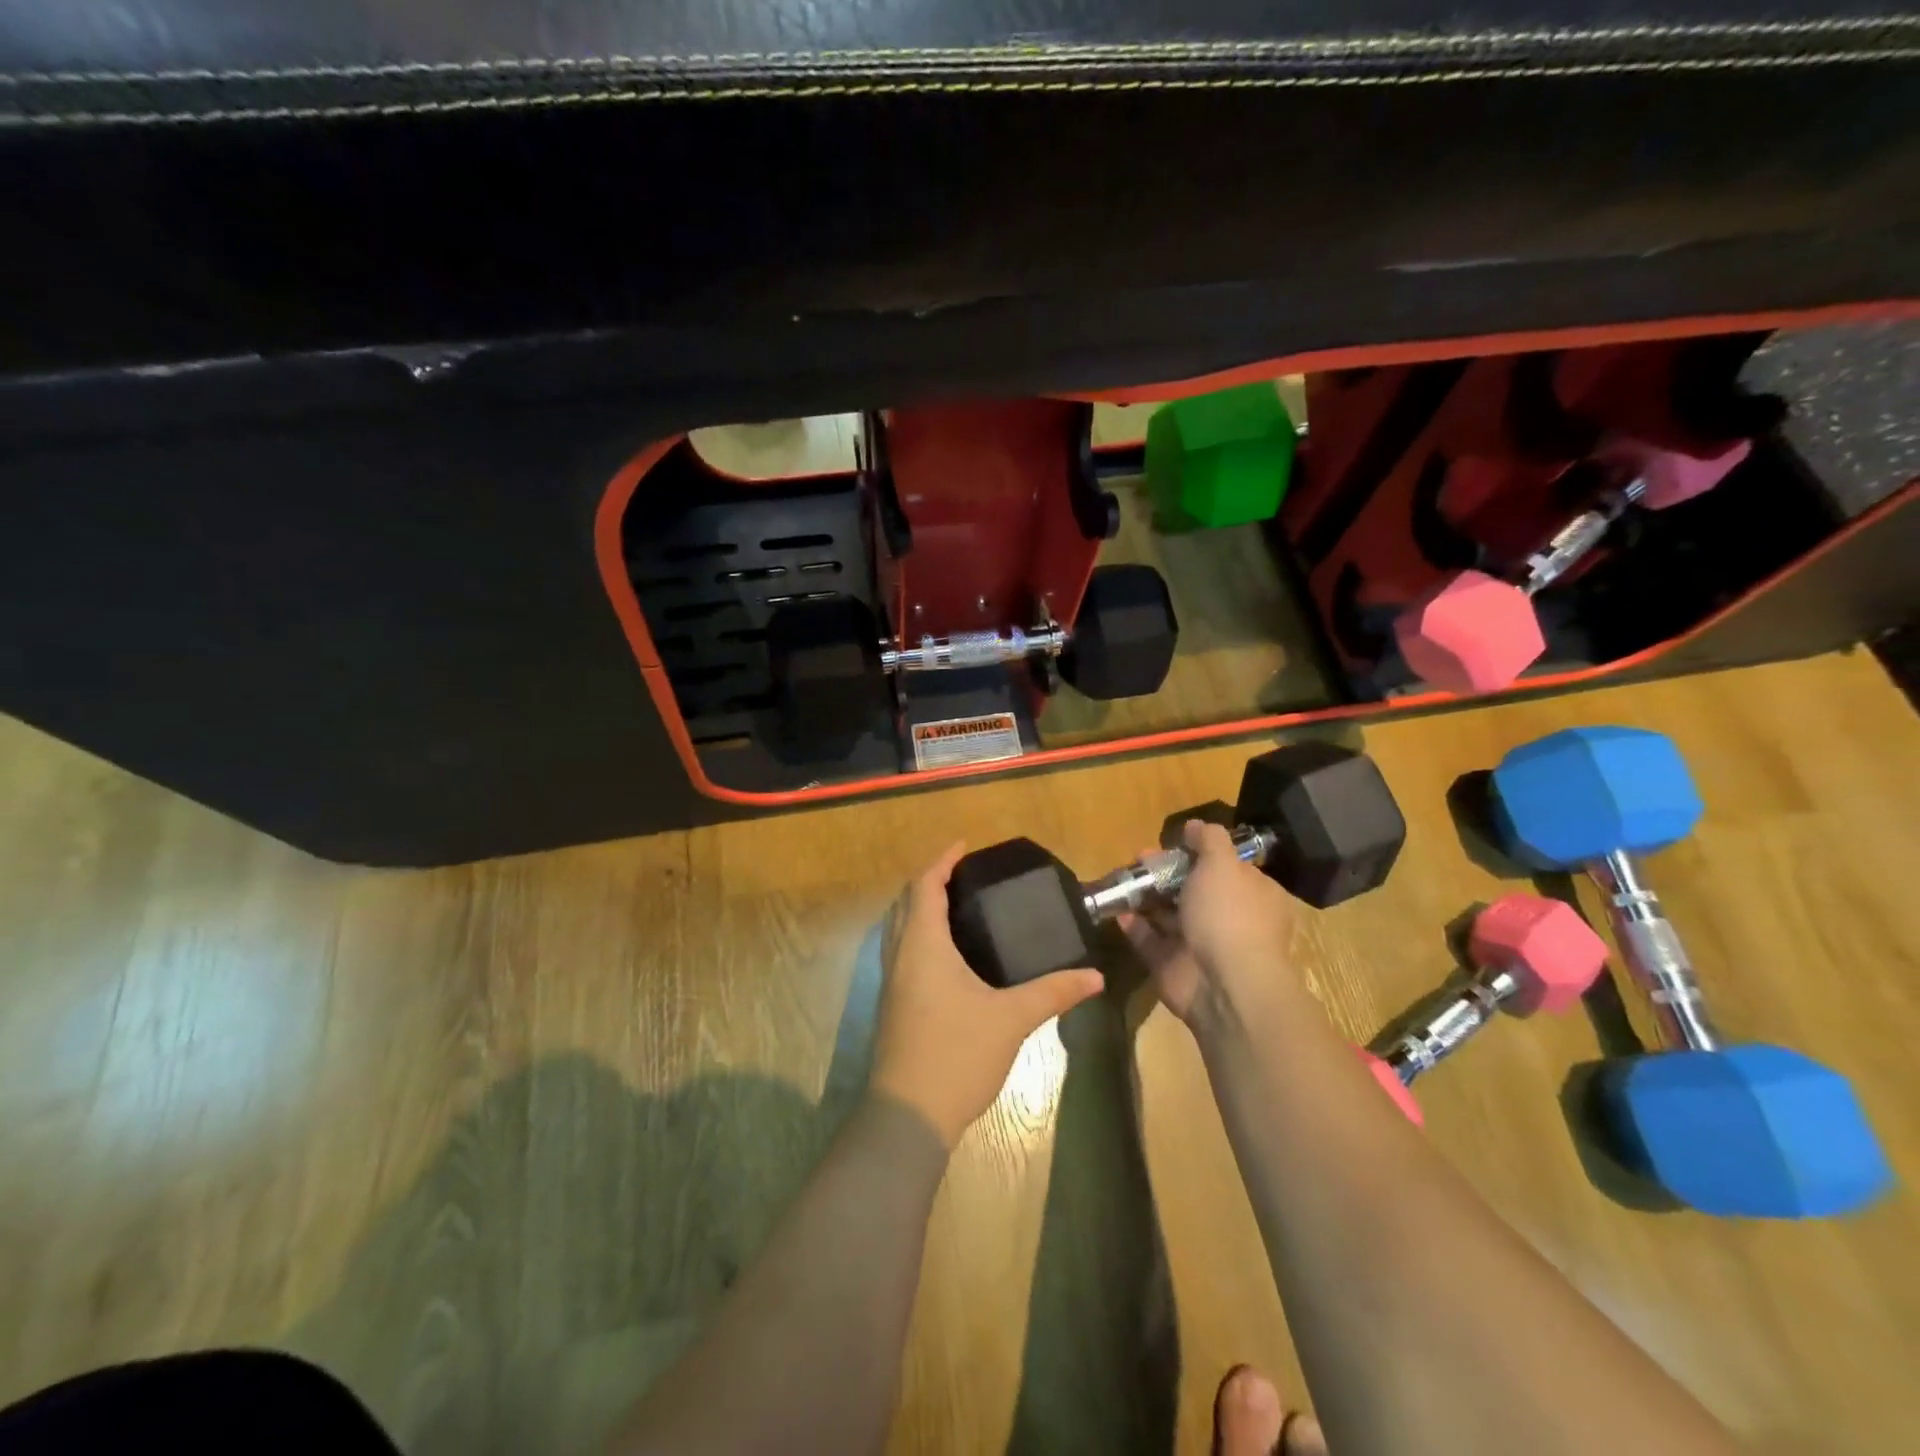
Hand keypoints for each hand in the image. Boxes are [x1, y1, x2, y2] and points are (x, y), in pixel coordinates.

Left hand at [871, 843, 1104, 1149]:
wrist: (907, 1115)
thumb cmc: (956, 1055)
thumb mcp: (1011, 1019)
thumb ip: (1053, 992)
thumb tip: (1095, 976)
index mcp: (923, 945)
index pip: (925, 886)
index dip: (943, 861)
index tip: (965, 846)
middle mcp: (900, 955)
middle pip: (907, 902)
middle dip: (932, 881)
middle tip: (967, 875)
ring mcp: (892, 982)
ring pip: (900, 928)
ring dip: (922, 908)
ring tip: (960, 906)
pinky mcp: (895, 1005)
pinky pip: (903, 951)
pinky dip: (921, 935)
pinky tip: (950, 954)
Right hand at [1123, 820, 1300, 1027]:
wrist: (1224, 984)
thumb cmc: (1229, 915)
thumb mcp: (1222, 864)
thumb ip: (1209, 840)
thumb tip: (1194, 826)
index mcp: (1252, 895)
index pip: (1229, 868)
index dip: (1201, 853)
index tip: (1175, 842)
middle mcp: (1230, 919)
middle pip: (1194, 889)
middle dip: (1165, 872)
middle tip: (1140, 858)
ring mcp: (1201, 945)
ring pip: (1169, 915)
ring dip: (1146, 897)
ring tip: (1123, 879)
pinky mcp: (1173, 966)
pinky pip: (1150, 940)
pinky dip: (1135, 925)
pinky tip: (1118, 911)